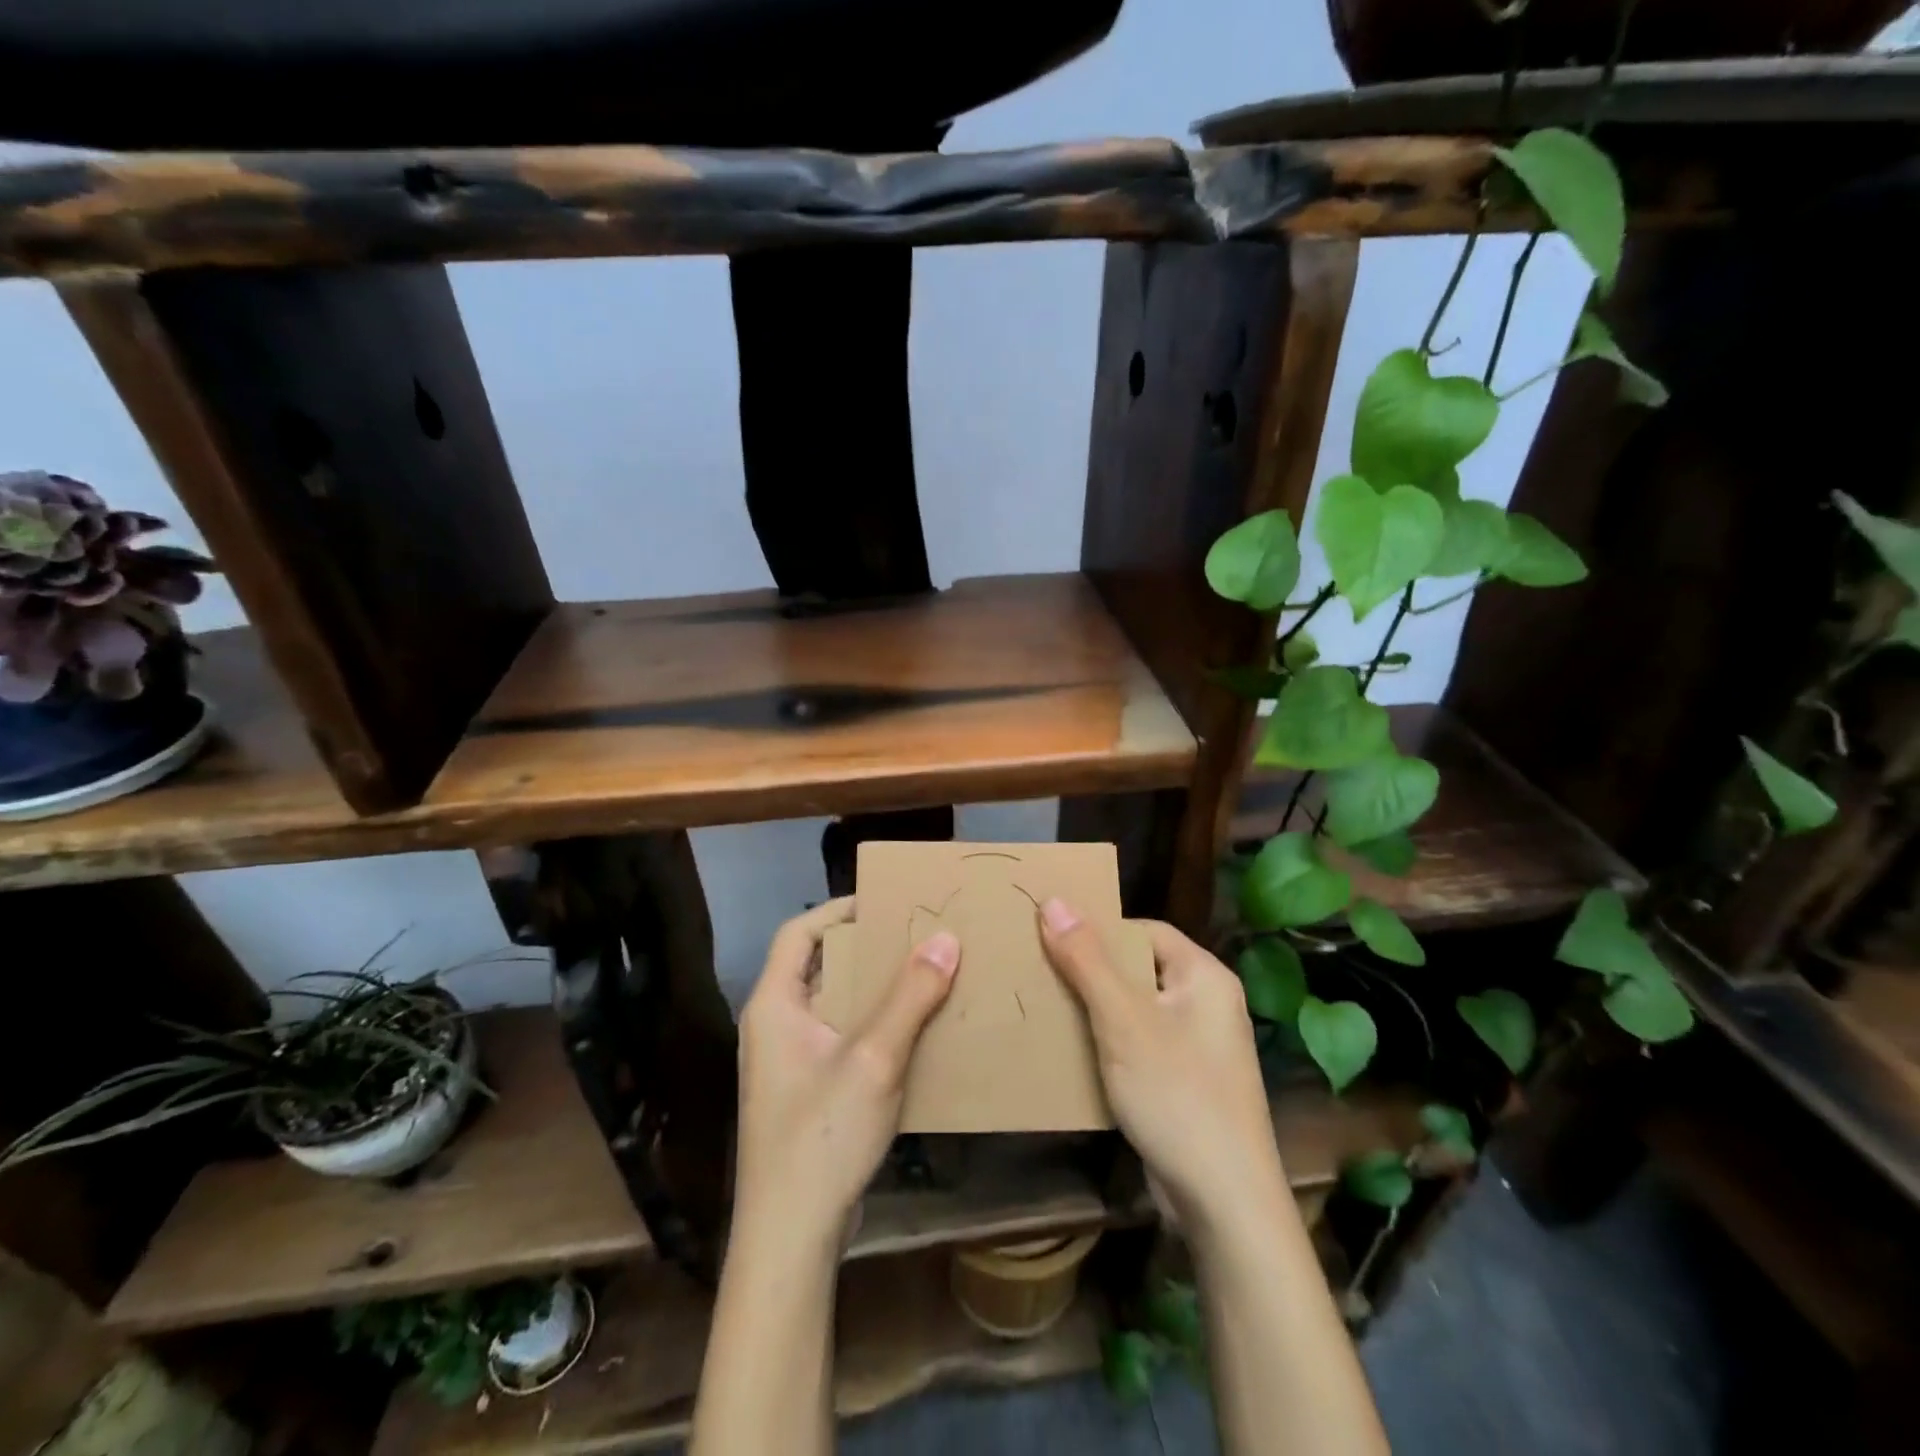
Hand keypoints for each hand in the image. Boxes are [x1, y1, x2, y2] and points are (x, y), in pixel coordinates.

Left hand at [733, 898, 961, 1252]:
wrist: (790, 1240)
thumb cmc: (821, 1135)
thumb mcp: (873, 1058)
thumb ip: (910, 996)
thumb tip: (945, 938)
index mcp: (774, 1005)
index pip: (799, 933)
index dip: (839, 910)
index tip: (886, 902)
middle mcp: (775, 1026)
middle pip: (820, 966)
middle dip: (867, 949)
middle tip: (917, 936)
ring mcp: (790, 1063)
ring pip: (835, 1005)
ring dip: (876, 990)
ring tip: (926, 976)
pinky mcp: (808, 1093)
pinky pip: (844, 1040)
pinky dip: (876, 1027)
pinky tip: (917, 1033)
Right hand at [1040, 900, 1285, 1242]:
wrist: (1225, 1204)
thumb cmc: (1177, 1095)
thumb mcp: (1123, 1021)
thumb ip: (1087, 961)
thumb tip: (1053, 900)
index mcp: (1204, 976)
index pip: (1143, 930)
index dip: (1098, 930)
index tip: (1050, 937)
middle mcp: (1206, 1003)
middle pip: (1137, 969)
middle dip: (1089, 971)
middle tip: (1039, 971)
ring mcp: (1197, 1046)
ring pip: (1134, 1010)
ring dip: (1094, 1010)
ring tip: (1045, 1006)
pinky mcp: (1185, 1082)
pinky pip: (1139, 1045)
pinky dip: (1107, 1044)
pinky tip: (1071, 1052)